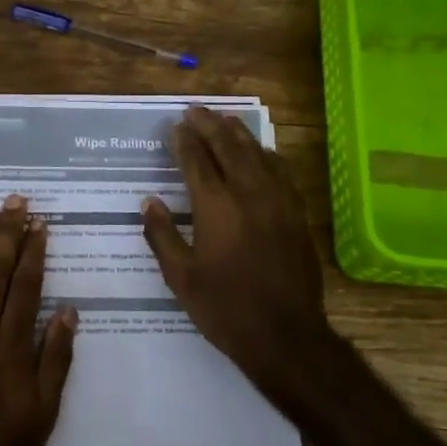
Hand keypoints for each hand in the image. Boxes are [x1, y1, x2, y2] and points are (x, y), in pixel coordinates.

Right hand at [140, 106, 345, 411]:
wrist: (286, 335)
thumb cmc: (225, 309)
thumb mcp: (181, 278)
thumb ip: (162, 235)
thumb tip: (149, 202)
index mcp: (216, 207)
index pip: (197, 161)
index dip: (185, 140)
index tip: (176, 125)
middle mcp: (248, 194)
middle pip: (229, 147)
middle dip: (210, 125)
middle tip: (196, 110)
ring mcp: (278, 201)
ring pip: (257, 154)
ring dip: (238, 134)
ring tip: (224, 120)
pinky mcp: (297, 214)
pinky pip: (281, 171)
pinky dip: (265, 155)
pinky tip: (260, 153)